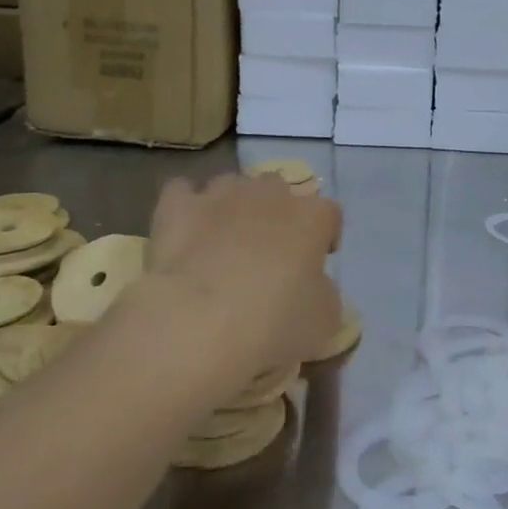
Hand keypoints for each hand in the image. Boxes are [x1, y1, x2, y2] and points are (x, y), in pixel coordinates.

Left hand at [145, 172, 342, 392]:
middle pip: (279, 189)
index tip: (317, 261)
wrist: (198, 324)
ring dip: (233, 205)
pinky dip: (186, 205)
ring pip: (232, 185)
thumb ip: (324, 292)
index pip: (330, 213)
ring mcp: (220, 195)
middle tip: (269, 250)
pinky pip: (182, 191)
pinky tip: (185, 228)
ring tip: (224, 239)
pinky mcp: (177, 206)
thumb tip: (313, 285)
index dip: (325, 235)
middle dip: (276, 212)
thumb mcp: (324, 321)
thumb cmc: (274, 323)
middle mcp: (268, 194)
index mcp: (311, 218)